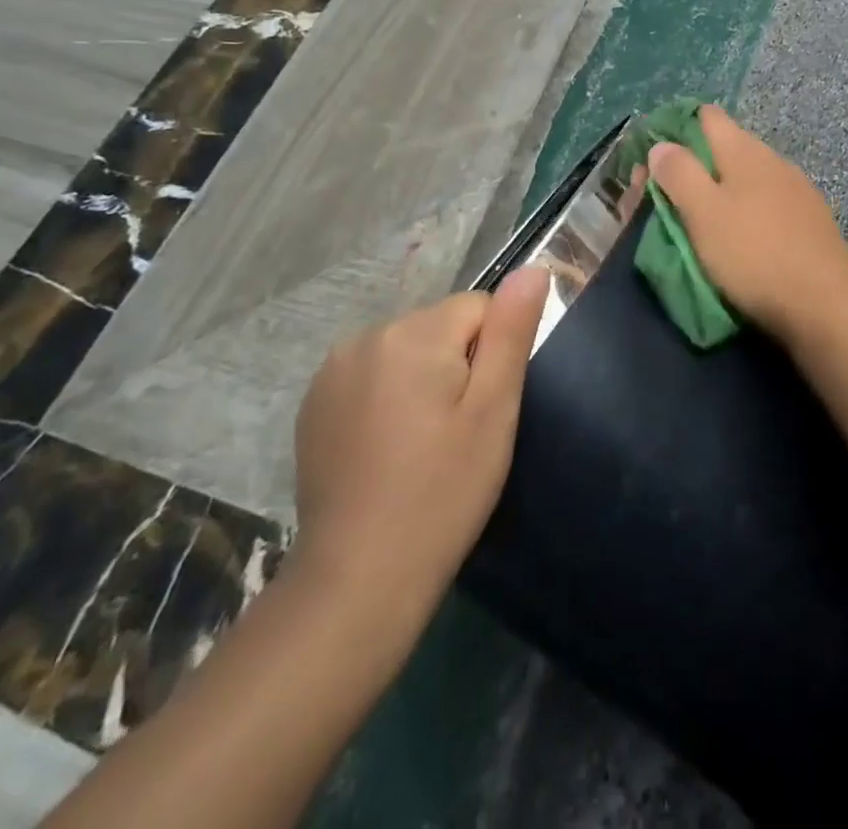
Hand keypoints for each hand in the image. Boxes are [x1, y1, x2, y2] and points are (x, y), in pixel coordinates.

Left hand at [292, 270, 548, 600]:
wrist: (358, 579)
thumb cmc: (443, 491)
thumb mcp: (494, 410)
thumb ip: (512, 331)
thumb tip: (534, 267)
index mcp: (413, 333)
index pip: (479, 309)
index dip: (493, 356)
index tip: (482, 411)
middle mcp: (366, 336)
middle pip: (440, 327)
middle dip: (457, 365)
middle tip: (457, 432)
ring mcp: (332, 370)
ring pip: (407, 350)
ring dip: (423, 379)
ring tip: (423, 443)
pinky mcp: (314, 403)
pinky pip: (373, 374)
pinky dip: (388, 397)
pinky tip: (388, 448)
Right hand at [646, 105, 847, 344]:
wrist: (825, 305)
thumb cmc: (754, 254)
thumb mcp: (704, 213)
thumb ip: (680, 174)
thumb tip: (662, 145)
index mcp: (744, 151)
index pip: (708, 117)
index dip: (678, 127)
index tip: (654, 155)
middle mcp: (774, 160)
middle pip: (728, 146)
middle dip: (696, 165)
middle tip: (667, 197)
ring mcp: (798, 190)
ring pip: (750, 177)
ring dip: (723, 190)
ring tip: (701, 219)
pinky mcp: (811, 221)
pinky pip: (769, 203)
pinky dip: (748, 211)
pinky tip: (742, 235)